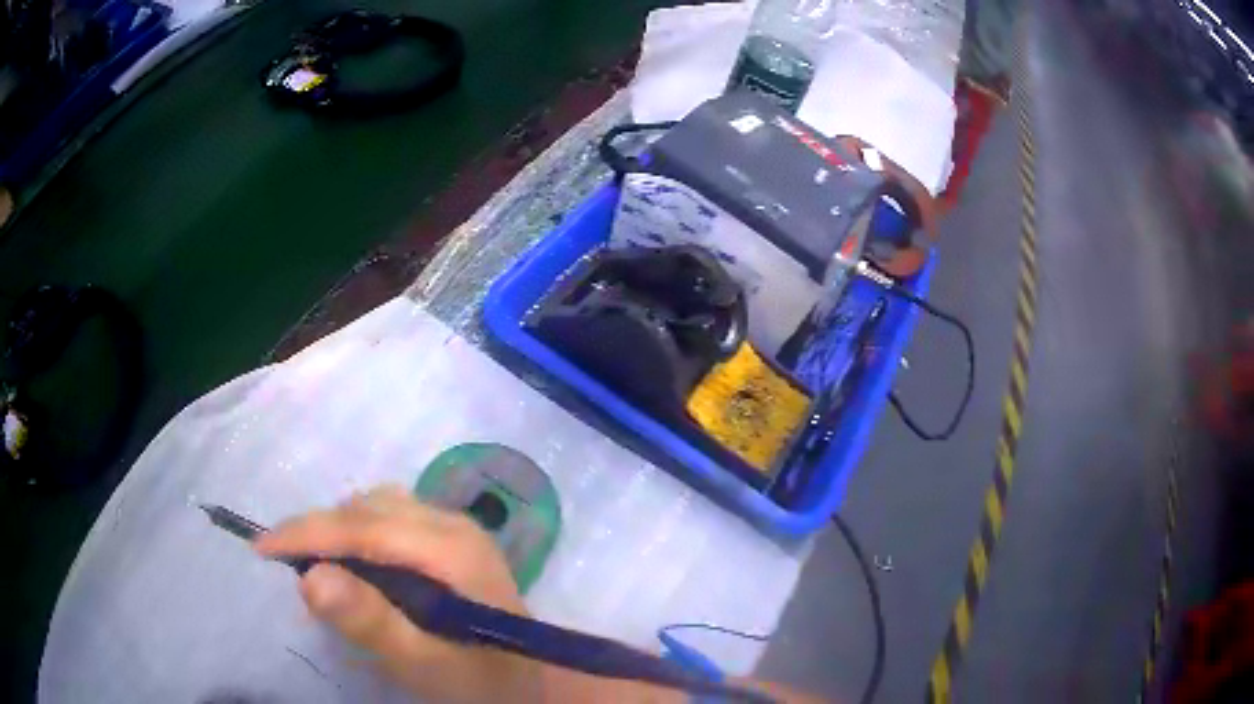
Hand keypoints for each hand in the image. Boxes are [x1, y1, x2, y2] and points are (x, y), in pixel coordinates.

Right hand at [253, 485, 543, 702]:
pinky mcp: (449, 539)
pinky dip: (357, 535)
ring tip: (315, 565)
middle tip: (285, 564)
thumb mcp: (423, 663)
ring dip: (337, 530)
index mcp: (453, 551)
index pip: (365, 527)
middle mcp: (453, 524)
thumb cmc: (478, 680)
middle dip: (319, 531)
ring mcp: (454, 528)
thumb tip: (310, 577)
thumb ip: (371, 623)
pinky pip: (389, 519)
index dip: (308, 533)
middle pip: (369, 510)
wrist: (530, 682)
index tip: (260, 548)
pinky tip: (351, 565)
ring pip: (376, 508)